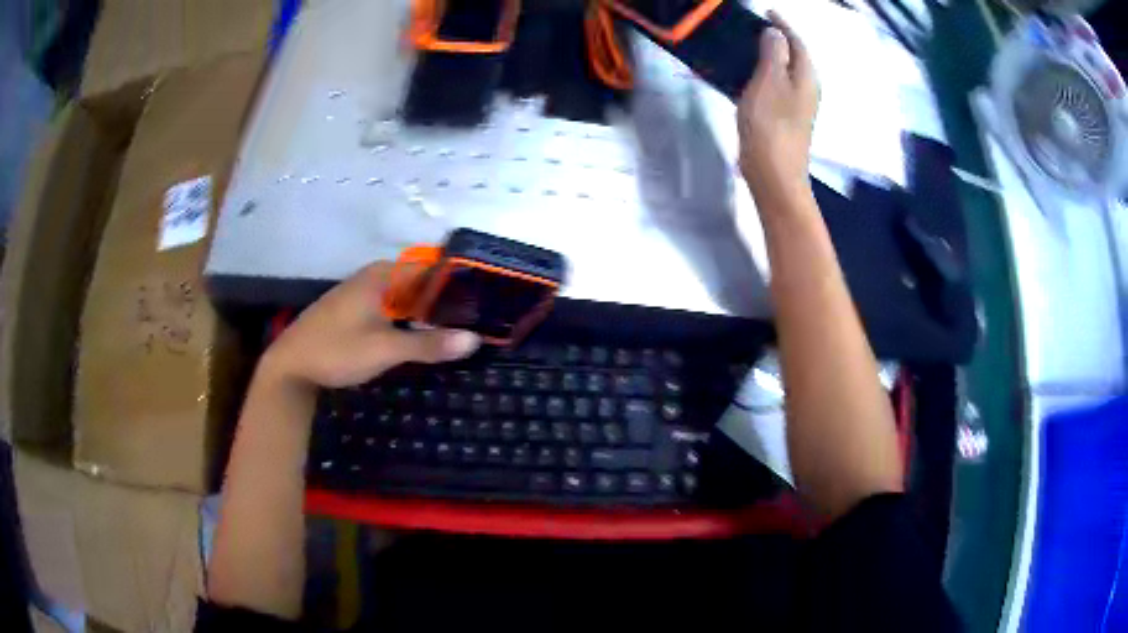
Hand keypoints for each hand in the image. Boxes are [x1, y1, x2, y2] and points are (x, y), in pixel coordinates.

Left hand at [261, 262, 479, 388]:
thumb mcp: (384, 349)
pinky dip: (409, 319)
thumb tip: (475, 340)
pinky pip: (391, 308)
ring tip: (459, 327)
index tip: (485, 299)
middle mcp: (373, 277)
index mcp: (382, 275)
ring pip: (405, 298)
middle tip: (477, 319)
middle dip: (445, 301)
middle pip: (419, 283)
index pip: (431, 269)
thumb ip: (428, 344)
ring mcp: (362, 294)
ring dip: (427, 312)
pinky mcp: (355, 311)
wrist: (290, 367)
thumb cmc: (336, 350)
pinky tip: (422, 335)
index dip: (458, 283)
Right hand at [737, 11, 818, 207]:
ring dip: (772, 58)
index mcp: (806, 77)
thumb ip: (773, 54)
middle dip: (780, 40)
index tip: (767, 11)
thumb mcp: (769, 81)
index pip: (797, 43)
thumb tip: (776, 34)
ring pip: (786, 72)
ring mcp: (798, 106)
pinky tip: (750, 78)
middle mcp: (807, 89)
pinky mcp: (786, 119)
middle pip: (795, 57)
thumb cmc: (770, 125)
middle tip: (757, 28)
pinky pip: (777, 87)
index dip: (783, 25)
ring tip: (751, 48)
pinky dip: (766, 75)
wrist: (774, 174)